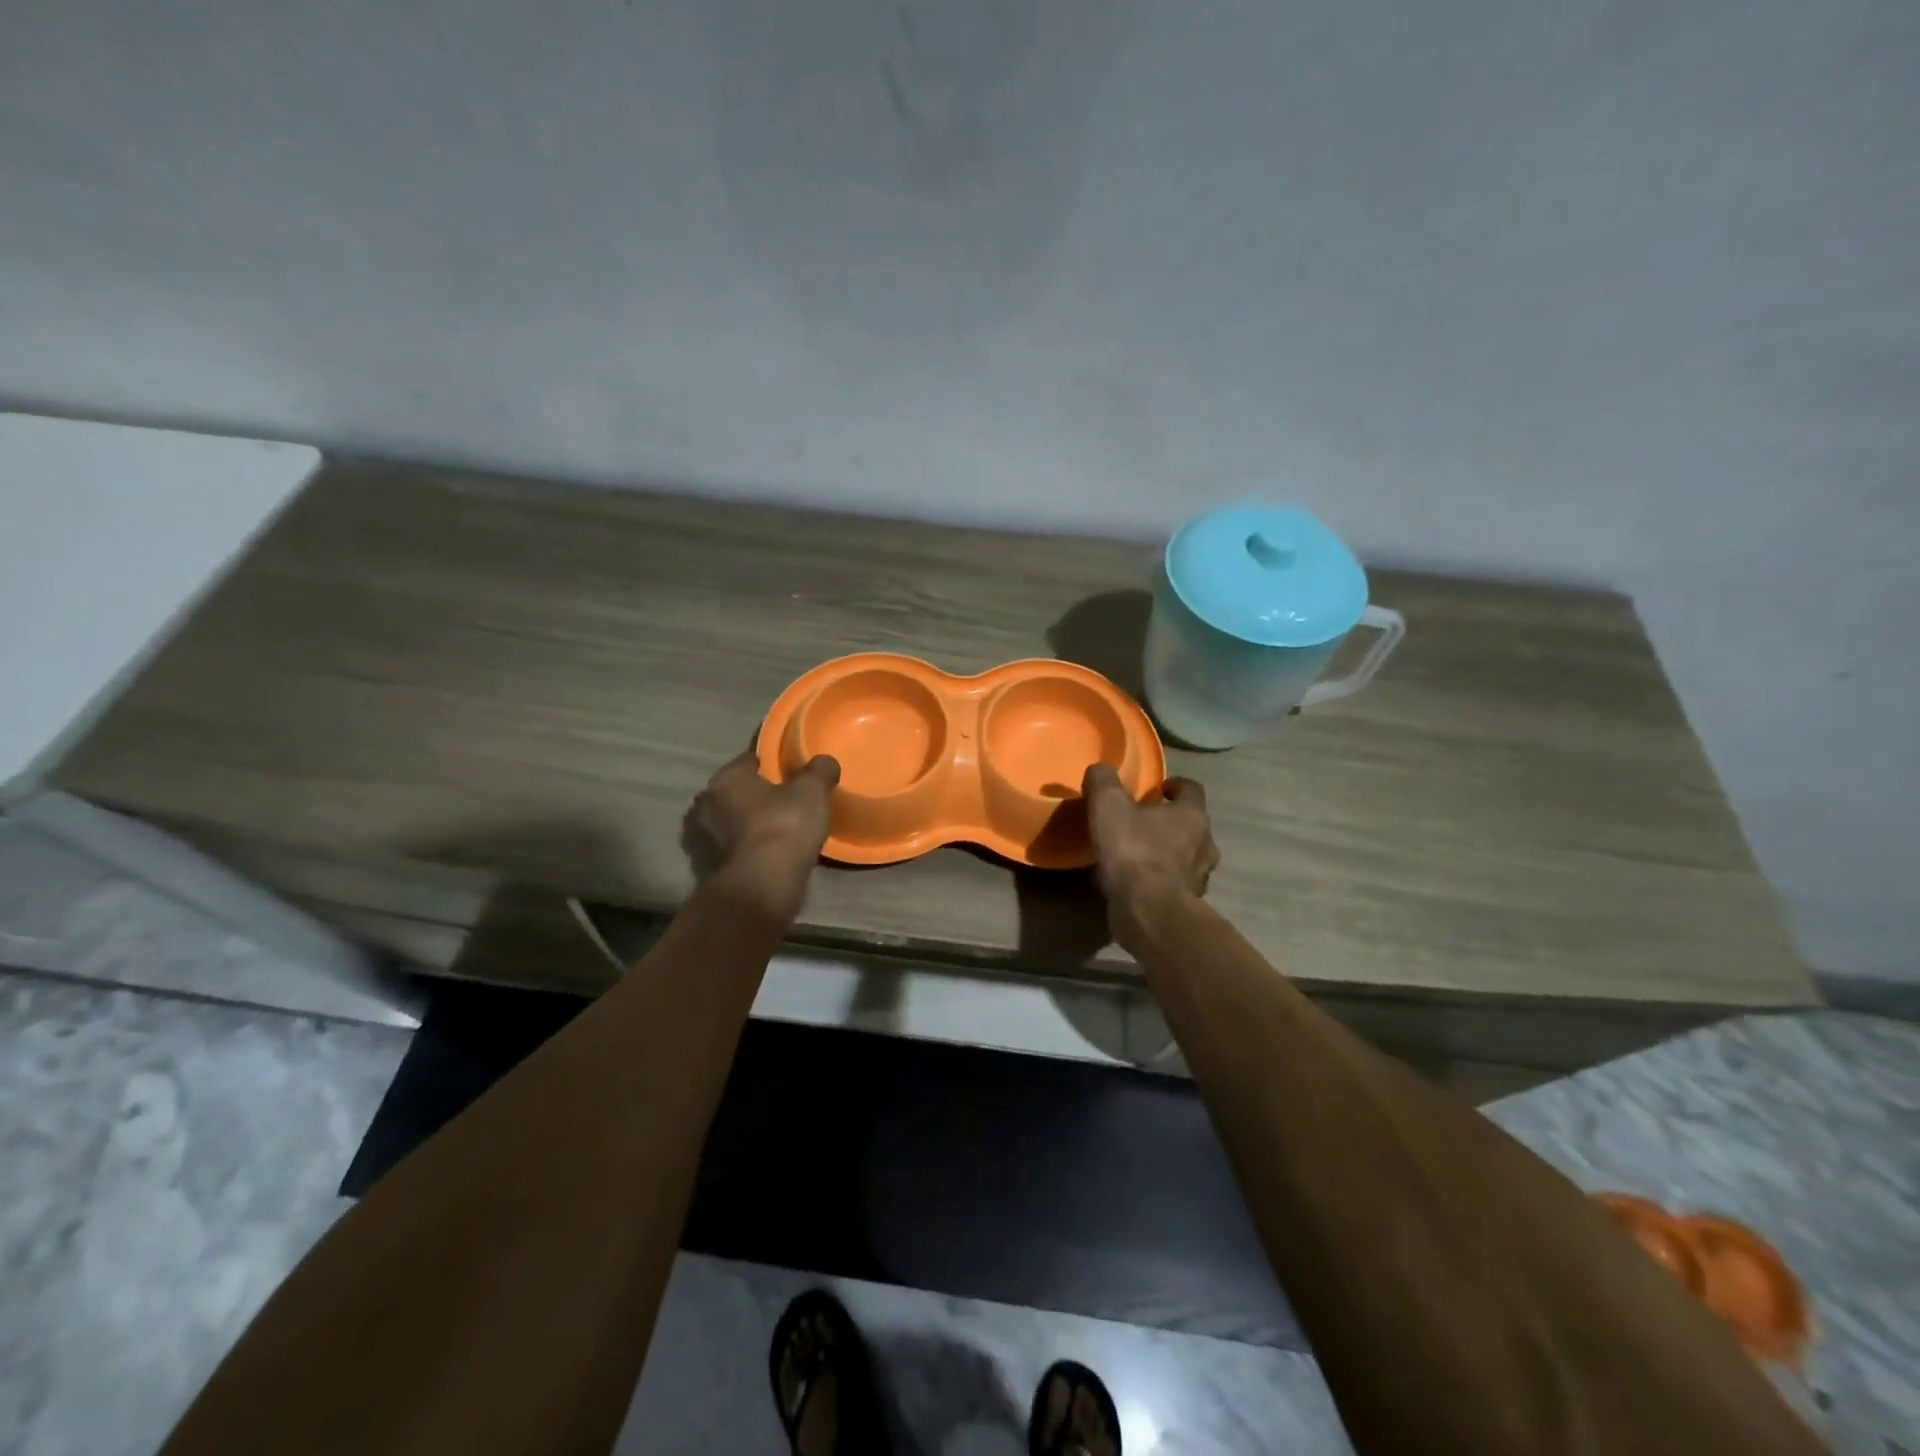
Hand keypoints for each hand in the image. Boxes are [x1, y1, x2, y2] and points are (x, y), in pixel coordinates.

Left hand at [683, 752, 839, 920]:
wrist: (762, 887)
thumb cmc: (784, 827)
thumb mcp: (812, 791)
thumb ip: (819, 771)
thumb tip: (824, 762)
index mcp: (726, 778)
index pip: (748, 761)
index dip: (770, 764)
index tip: (789, 771)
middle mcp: (707, 804)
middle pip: (735, 792)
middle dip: (755, 795)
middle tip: (784, 800)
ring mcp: (705, 839)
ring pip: (731, 822)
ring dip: (748, 824)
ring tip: (778, 829)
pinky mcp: (710, 868)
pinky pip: (734, 849)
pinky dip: (748, 848)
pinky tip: (769, 853)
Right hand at [1081, 763, 1217, 949]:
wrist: (1148, 912)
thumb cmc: (1134, 851)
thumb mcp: (1108, 806)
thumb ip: (1103, 782)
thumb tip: (1100, 769)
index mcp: (1192, 816)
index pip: (1192, 789)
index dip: (1175, 785)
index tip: (1157, 788)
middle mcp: (1204, 844)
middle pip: (1192, 825)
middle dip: (1171, 822)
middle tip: (1144, 821)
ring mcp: (1199, 878)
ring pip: (1187, 858)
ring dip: (1168, 853)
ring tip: (1139, 854)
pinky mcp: (1186, 905)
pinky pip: (1174, 885)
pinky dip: (1160, 881)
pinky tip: (1136, 883)